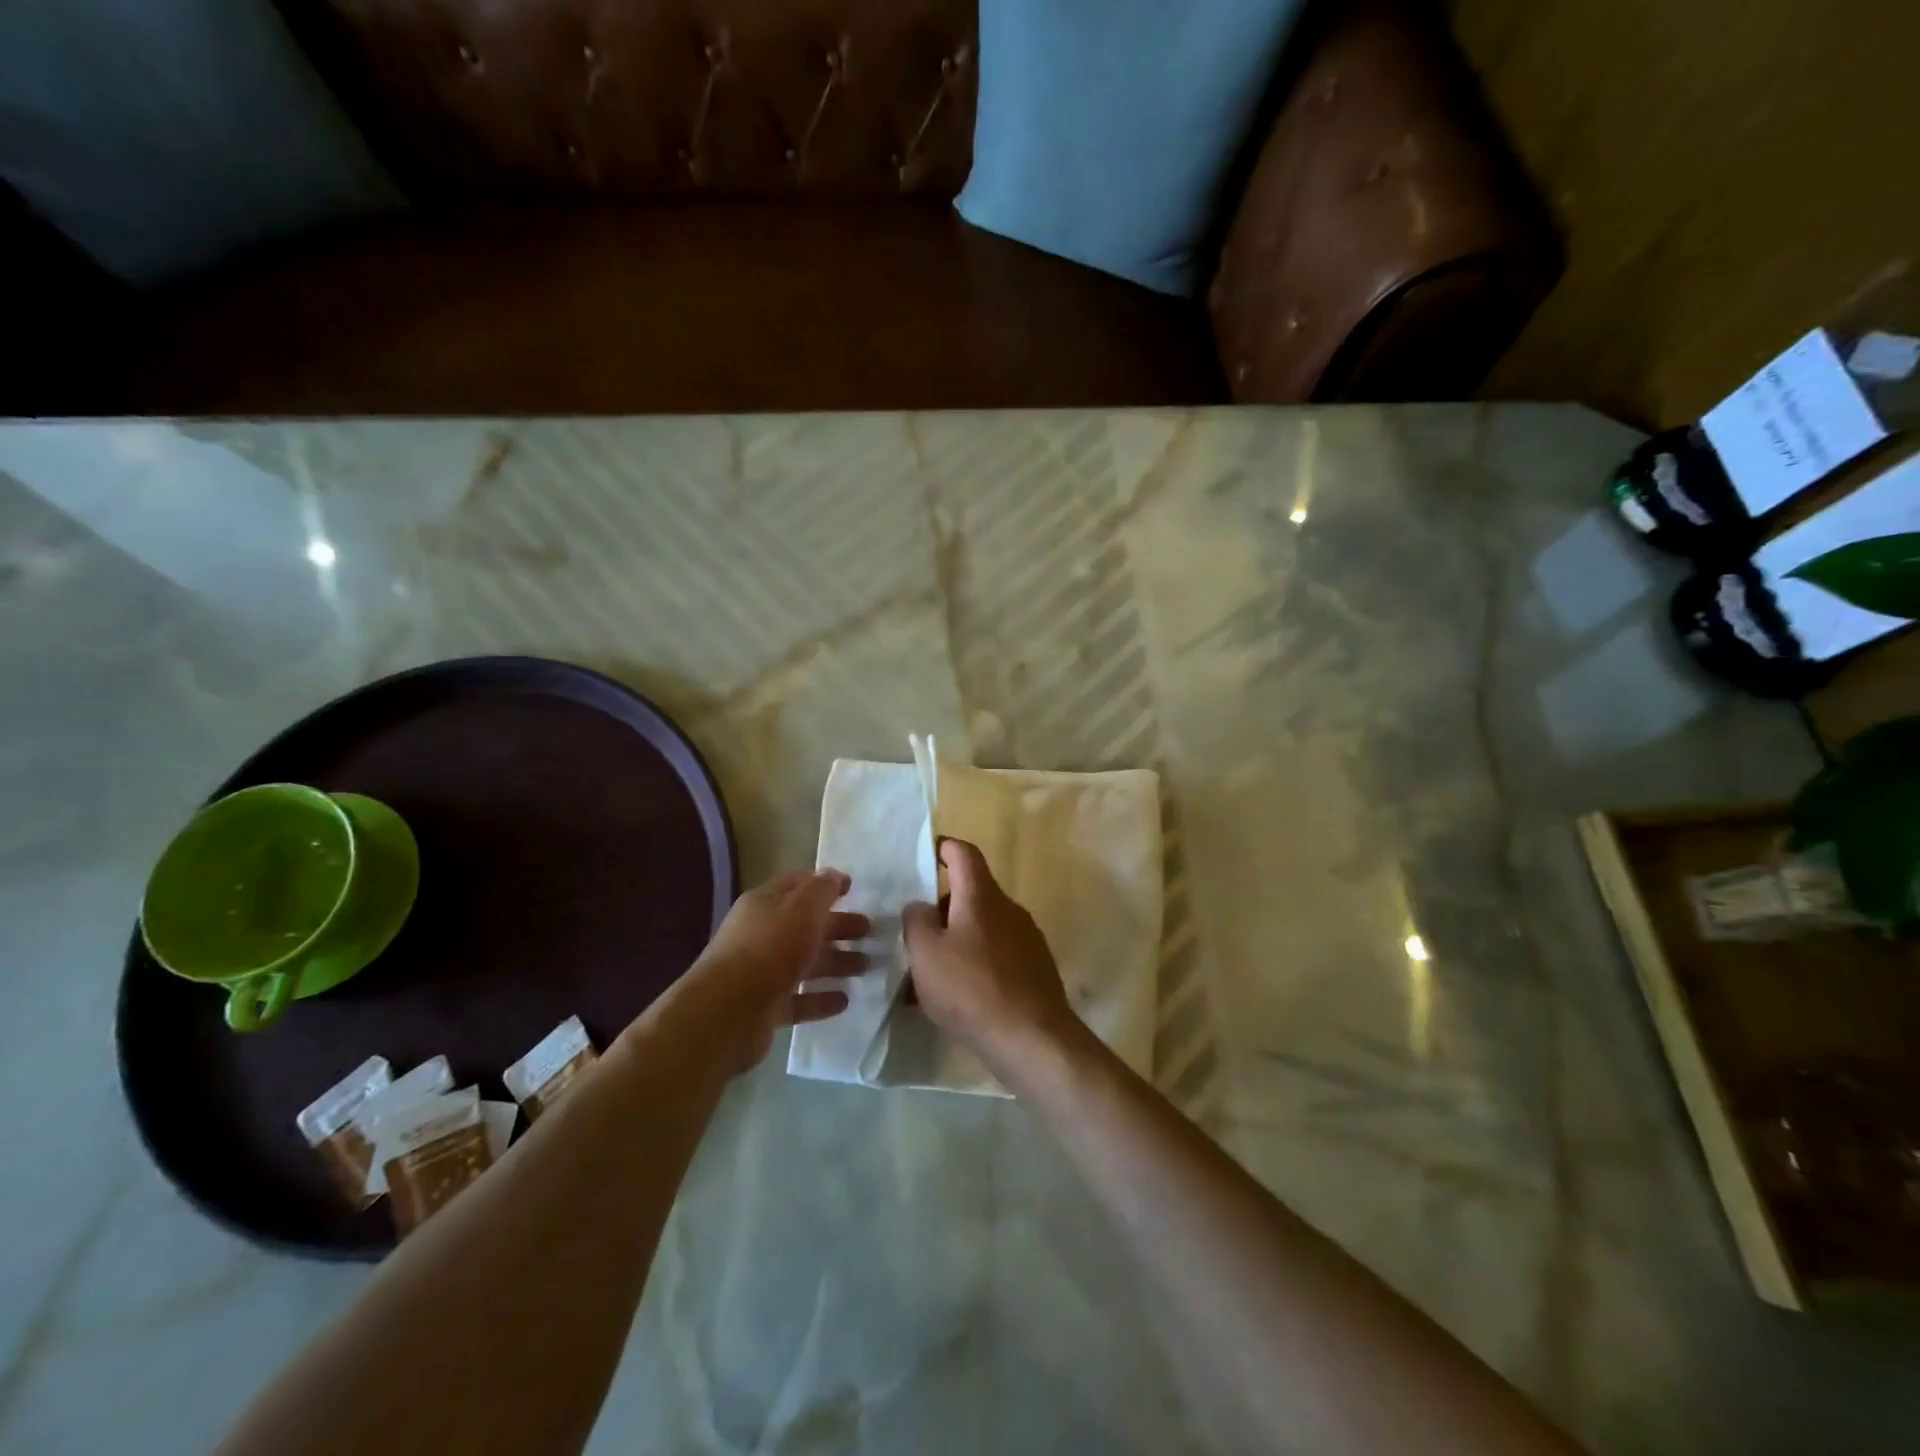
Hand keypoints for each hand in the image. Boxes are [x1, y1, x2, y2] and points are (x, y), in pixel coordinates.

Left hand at [686, 868, 869, 1073]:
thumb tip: (835, 875)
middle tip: (869, 931)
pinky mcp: (765, 1007)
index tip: (854, 889)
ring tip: (866, 967)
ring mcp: (762, 972)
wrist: (727, 1012)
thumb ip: (822, 889)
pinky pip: (799, 999)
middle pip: (806, 925)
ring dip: (836, 962)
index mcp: (765, 904)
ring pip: (805, 962)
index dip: (825, 884)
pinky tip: (844, 1000)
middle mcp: (761, 934)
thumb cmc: (770, 948)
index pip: (798, 885)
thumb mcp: (802, 908)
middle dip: (838, 926)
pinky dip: (821, 998)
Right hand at [902, 840, 1077, 1077]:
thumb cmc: (971, 989)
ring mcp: (1027, 939)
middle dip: (943, 908)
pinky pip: (998, 954)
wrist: (1033, 1038)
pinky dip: (976, 964)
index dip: (945, 848)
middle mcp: (1009, 909)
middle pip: (972, 893)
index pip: (964, 853)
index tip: (928, 854)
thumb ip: (916, 921)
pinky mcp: (1035, 968)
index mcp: (982, 896)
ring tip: (931, 976)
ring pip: (983, 927)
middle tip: (917, 936)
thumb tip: (921, 905)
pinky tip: (960, 997)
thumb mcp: (925, 954)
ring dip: (957, 941)